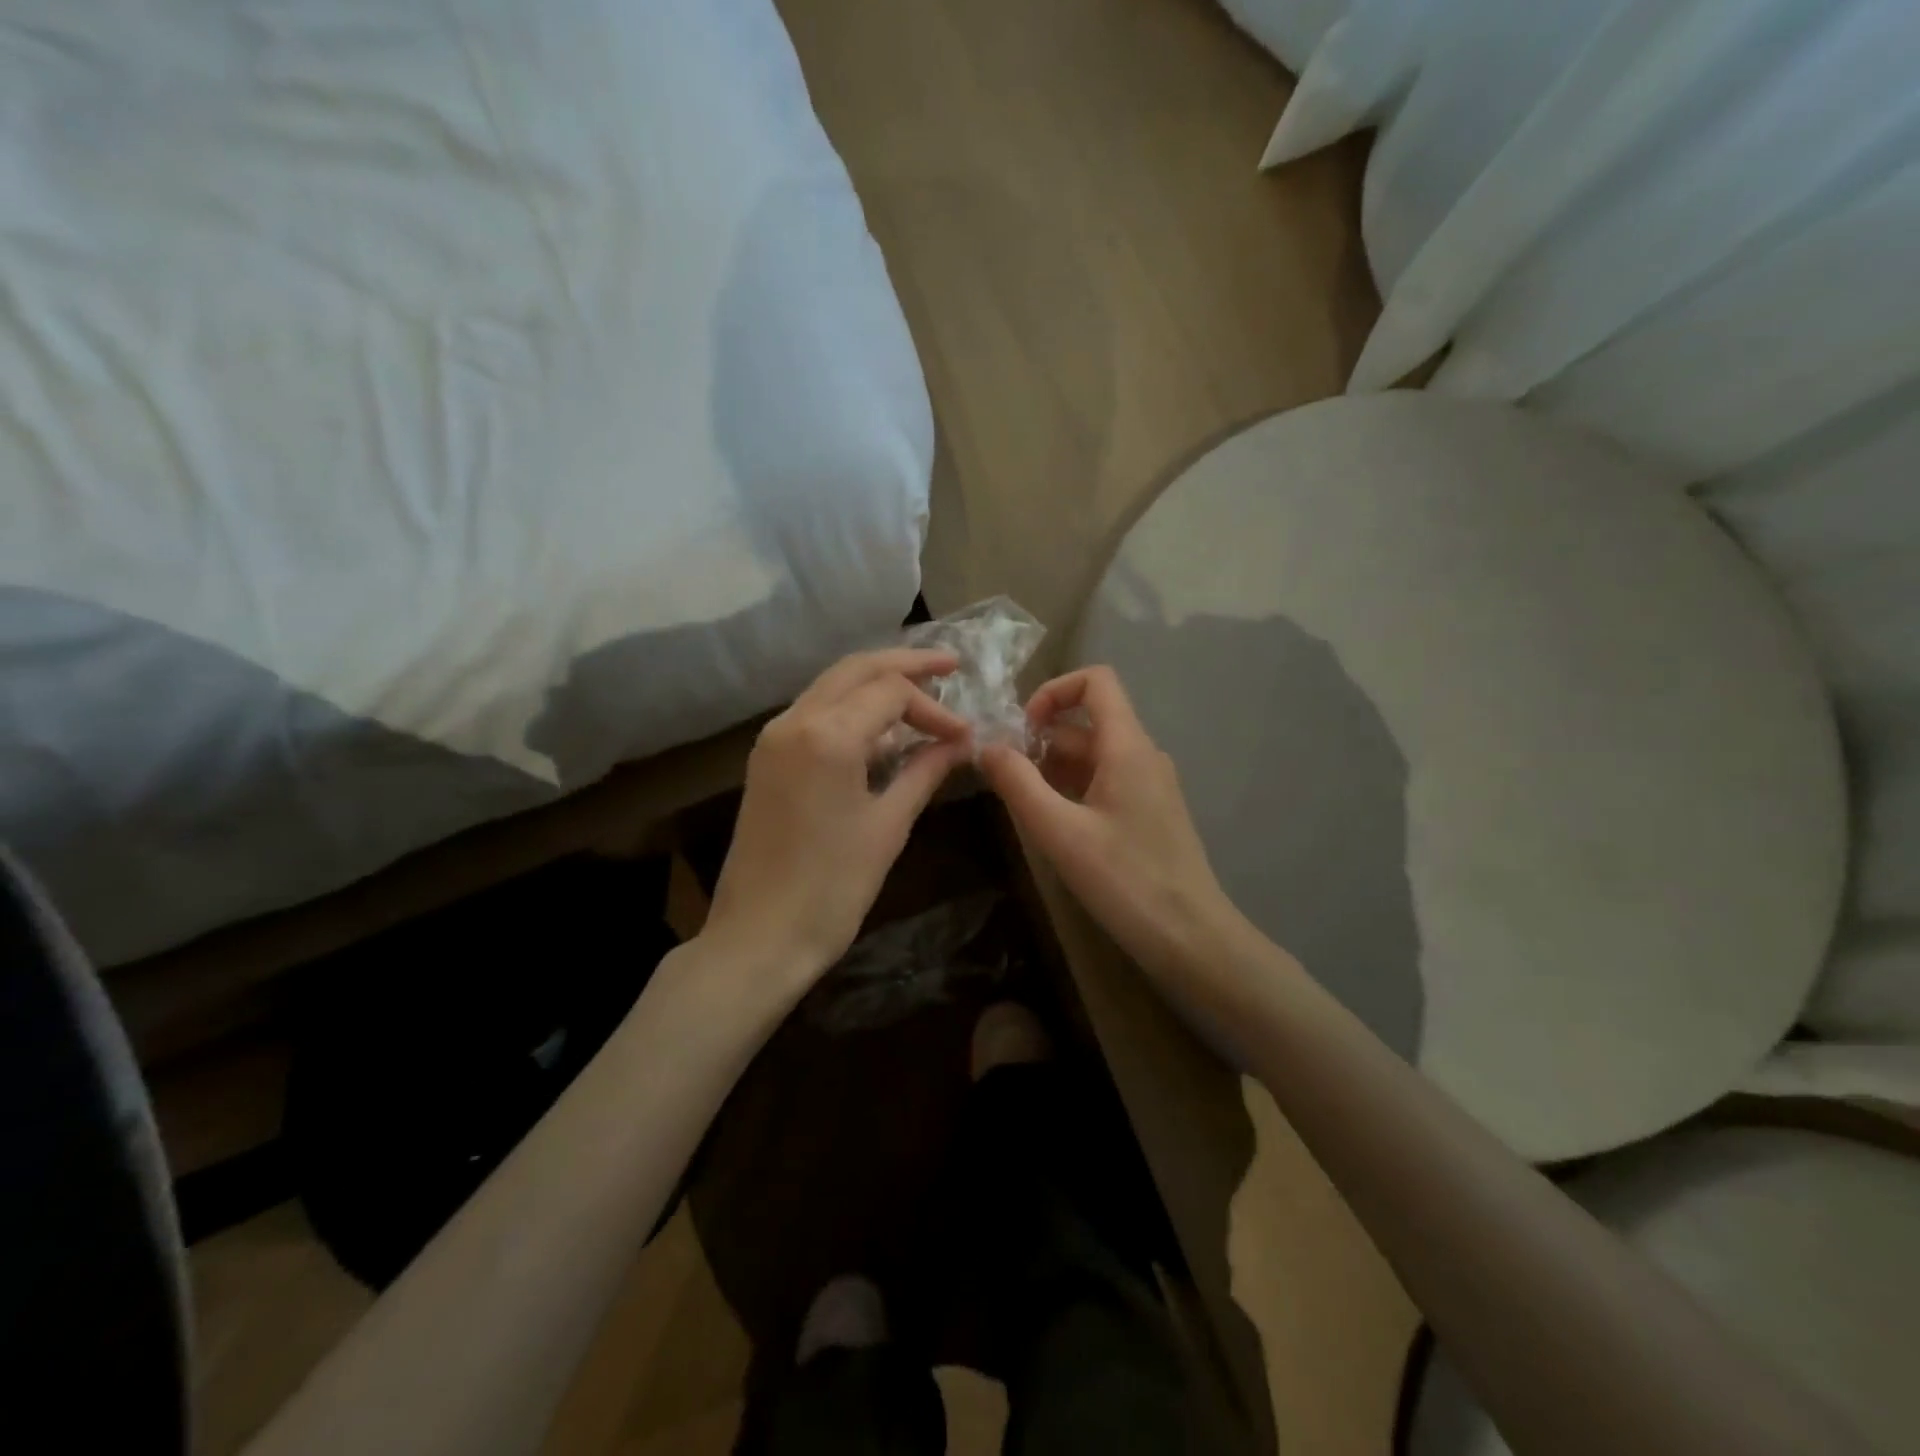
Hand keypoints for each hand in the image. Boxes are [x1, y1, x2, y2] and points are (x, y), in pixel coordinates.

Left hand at [704, 648, 972, 988]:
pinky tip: (881, 727)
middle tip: (950, 666)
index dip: (935, 708)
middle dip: (906, 664)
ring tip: (922, 691)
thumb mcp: (888, 825)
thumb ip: (925, 771)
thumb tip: (960, 742)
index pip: (892, 691)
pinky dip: (851, 708)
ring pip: (832, 686)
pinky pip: (815, 713)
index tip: (965, 736)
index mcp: (827, 735)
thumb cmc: (832, 887)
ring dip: (876, 682)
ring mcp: (774, 738)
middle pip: (857, 669)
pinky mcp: (766, 758)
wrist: (759, 937)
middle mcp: (794, 721)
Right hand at [980, 666, 1249, 985]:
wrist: (1190, 937)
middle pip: (1087, 722)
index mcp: (1128, 747)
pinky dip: (1074, 789)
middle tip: (1006, 778)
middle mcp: (1143, 755)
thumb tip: (987, 747)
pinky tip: (1054, 825)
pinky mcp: (1150, 812)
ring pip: (1095, 755)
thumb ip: (1018, 783)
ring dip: (1054, 768)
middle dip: (1042, 740)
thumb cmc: (1125, 880)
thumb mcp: (1059, 832)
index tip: (1022, 730)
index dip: (1053, 691)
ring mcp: (1150, 784)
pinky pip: (1107, 781)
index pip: (1096, 681)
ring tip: (1024, 805)